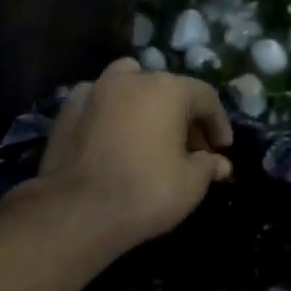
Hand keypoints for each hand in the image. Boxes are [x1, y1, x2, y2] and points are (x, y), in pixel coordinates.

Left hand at [35, 58, 233, 254]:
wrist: (78, 210)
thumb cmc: (146, 192)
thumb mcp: (191, 184)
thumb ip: (208, 166)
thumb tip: (220, 163)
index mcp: (168, 89)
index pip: (205, 97)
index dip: (218, 123)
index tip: (222, 148)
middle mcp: (131, 79)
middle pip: (167, 89)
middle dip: (184, 116)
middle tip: (192, 148)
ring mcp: (95, 90)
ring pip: (129, 84)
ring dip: (145, 103)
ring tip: (150, 132)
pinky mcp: (67, 109)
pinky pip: (99, 101)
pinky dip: (111, 111)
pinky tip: (114, 134)